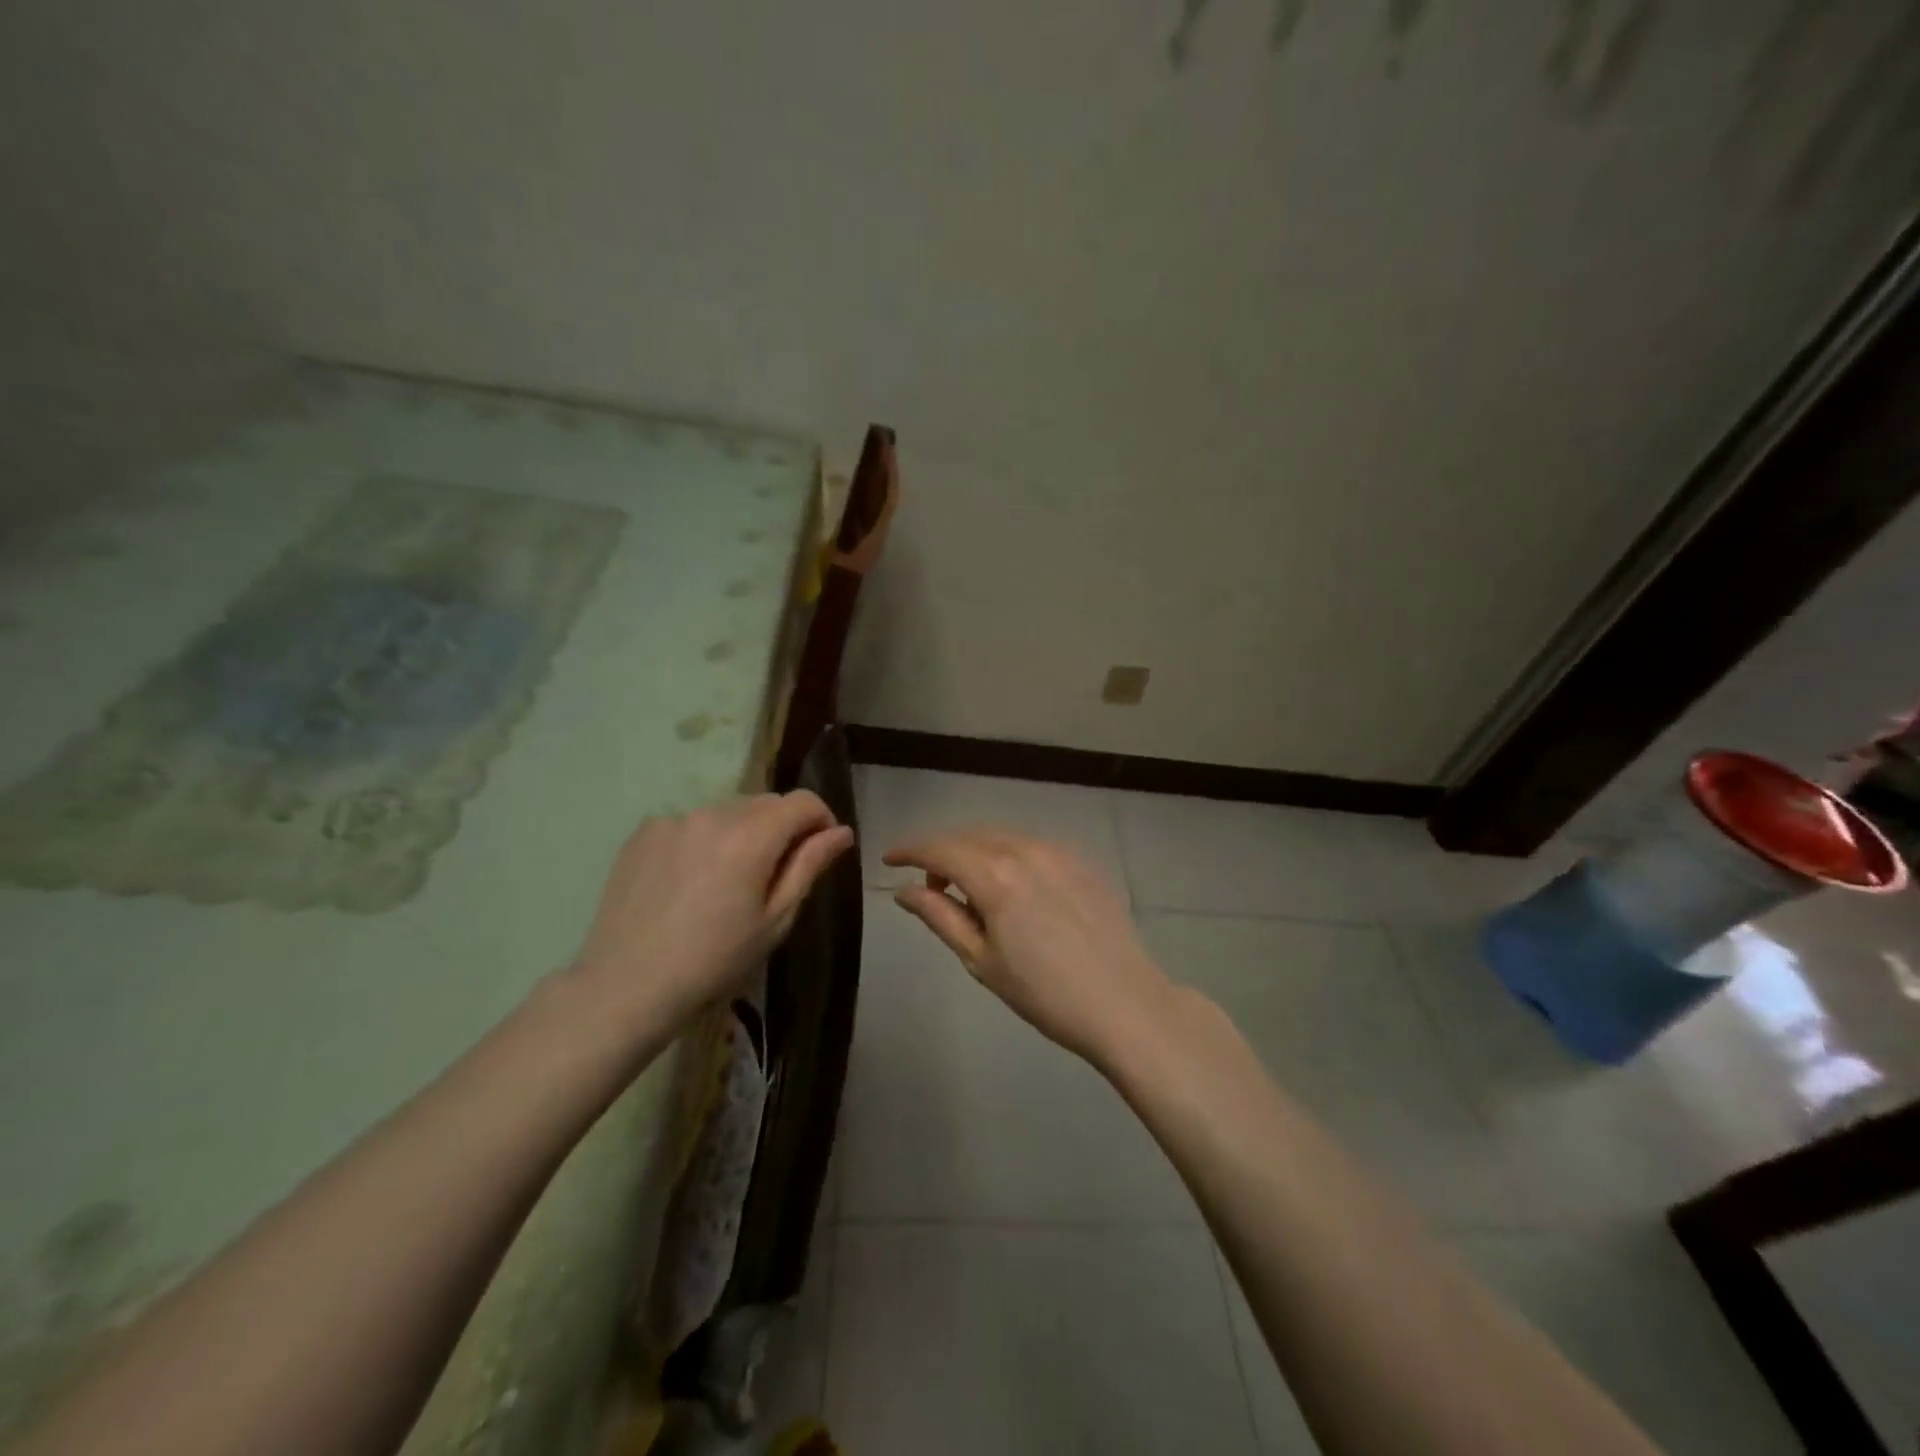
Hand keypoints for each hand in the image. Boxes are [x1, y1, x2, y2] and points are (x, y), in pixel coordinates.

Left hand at [572, 792, 854, 1027]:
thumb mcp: (775, 919)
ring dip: (741, 832)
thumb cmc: (715, 961)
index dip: (821, 819)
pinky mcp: (643, 833)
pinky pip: (690, 823)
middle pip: (765, 802)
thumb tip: (841, 831)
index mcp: (751, 837)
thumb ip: (810, 865)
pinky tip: (689, 880)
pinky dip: (702, 840)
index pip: (802, 801)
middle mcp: (713, 814)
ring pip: (727, 811)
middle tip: (774, 874)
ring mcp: (673, 820)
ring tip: (727, 880)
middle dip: (781, 827)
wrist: (627, 986)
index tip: (820, 849)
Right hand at [884, 830, 1176, 1065]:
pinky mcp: (1081, 861)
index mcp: (995, 876)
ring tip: (969, 888)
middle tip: (929, 885)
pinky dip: (1008, 854)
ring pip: (1001, 836)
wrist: (1124, 1002)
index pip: (939, 849)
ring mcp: (1058, 851)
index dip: (909, 851)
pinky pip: (1031, 845)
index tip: (889, 860)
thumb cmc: (1044, 992)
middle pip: (969, 836)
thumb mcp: (981, 960)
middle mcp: (1024, 850)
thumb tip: (904, 890)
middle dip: (941, 852)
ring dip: (975, 851)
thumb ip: (940, 916)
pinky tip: (1011, 886)